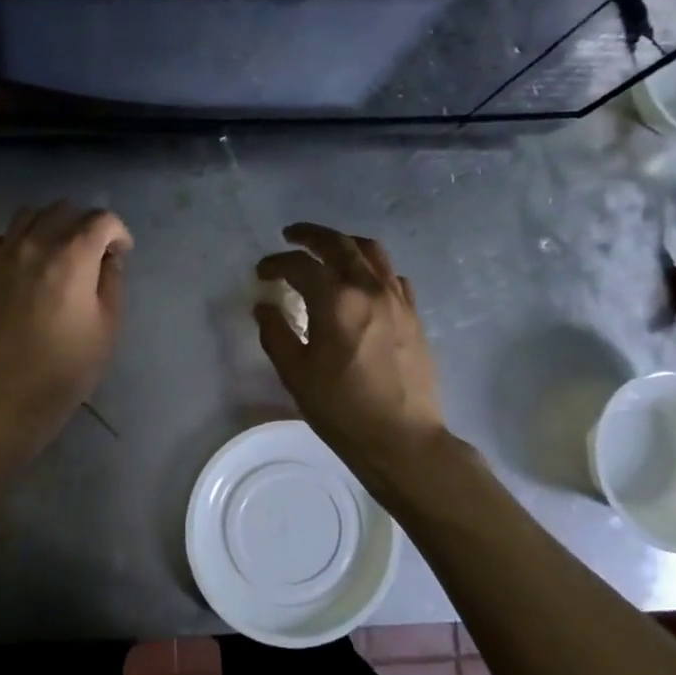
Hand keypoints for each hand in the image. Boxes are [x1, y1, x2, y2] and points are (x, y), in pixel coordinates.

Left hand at [0, 201, 132, 458]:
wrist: (10, 394)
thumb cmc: (68, 365)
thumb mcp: (108, 325)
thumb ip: (112, 281)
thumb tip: (109, 257)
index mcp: (73, 256)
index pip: (101, 220)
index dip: (118, 233)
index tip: (120, 254)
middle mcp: (35, 244)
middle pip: (63, 210)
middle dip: (84, 224)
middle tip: (91, 252)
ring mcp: (3, 256)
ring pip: (28, 215)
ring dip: (48, 225)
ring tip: (56, 250)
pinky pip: (0, 239)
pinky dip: (16, 242)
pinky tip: (24, 264)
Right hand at [254, 223, 448, 474]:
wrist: (402, 439)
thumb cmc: (342, 409)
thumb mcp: (296, 374)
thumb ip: (276, 333)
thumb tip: (264, 306)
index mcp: (336, 301)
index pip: (301, 265)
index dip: (276, 263)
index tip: (262, 272)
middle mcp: (369, 289)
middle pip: (339, 244)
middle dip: (311, 236)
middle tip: (291, 235)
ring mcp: (397, 300)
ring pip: (372, 252)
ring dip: (345, 243)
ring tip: (328, 249)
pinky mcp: (414, 315)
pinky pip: (392, 276)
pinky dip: (372, 268)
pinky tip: (363, 282)